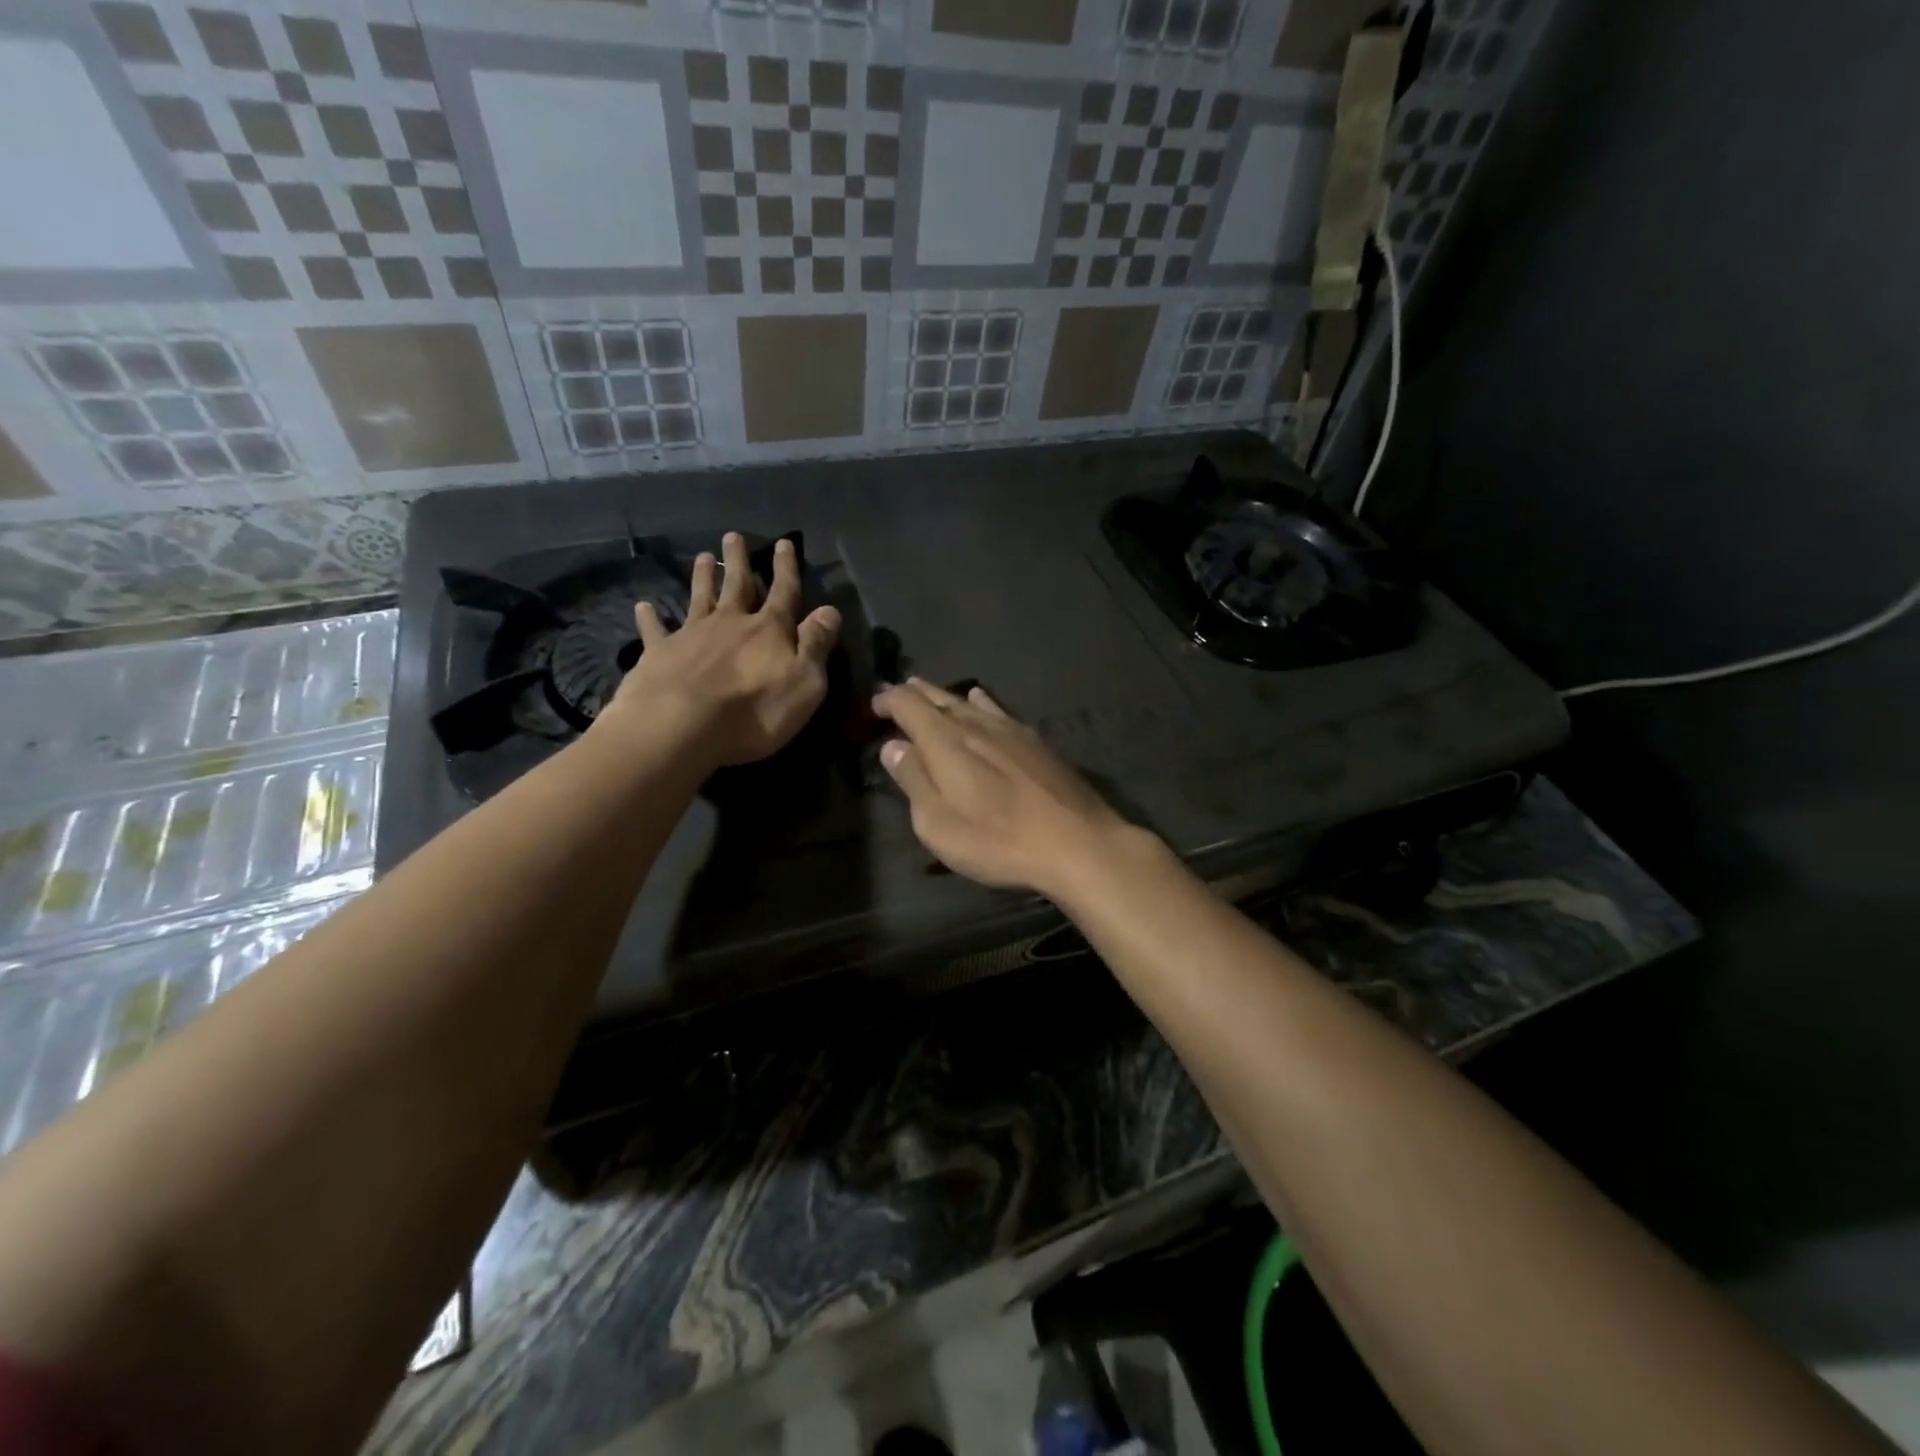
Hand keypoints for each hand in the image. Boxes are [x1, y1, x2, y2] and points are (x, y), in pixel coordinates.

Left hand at [601, 533, 839, 767]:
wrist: (682, 724)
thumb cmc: (755, 710)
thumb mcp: (805, 683)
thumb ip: (816, 645)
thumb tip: (830, 610)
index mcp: (769, 630)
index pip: (784, 592)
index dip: (786, 568)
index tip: (784, 543)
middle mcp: (730, 622)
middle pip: (737, 585)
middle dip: (738, 561)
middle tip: (733, 536)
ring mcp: (692, 634)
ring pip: (699, 597)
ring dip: (701, 577)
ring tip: (701, 557)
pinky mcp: (660, 653)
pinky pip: (655, 630)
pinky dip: (650, 617)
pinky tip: (643, 606)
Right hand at [873, 679, 1143, 899]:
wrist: (1076, 842)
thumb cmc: (997, 841)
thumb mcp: (939, 824)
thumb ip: (914, 780)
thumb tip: (893, 746)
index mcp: (946, 742)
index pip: (909, 705)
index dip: (888, 700)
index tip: (874, 705)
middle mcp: (976, 725)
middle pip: (938, 698)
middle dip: (913, 694)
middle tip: (896, 692)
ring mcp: (1010, 730)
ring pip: (968, 702)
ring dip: (943, 696)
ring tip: (927, 690)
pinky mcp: (1035, 741)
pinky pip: (998, 710)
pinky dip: (981, 702)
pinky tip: (981, 700)